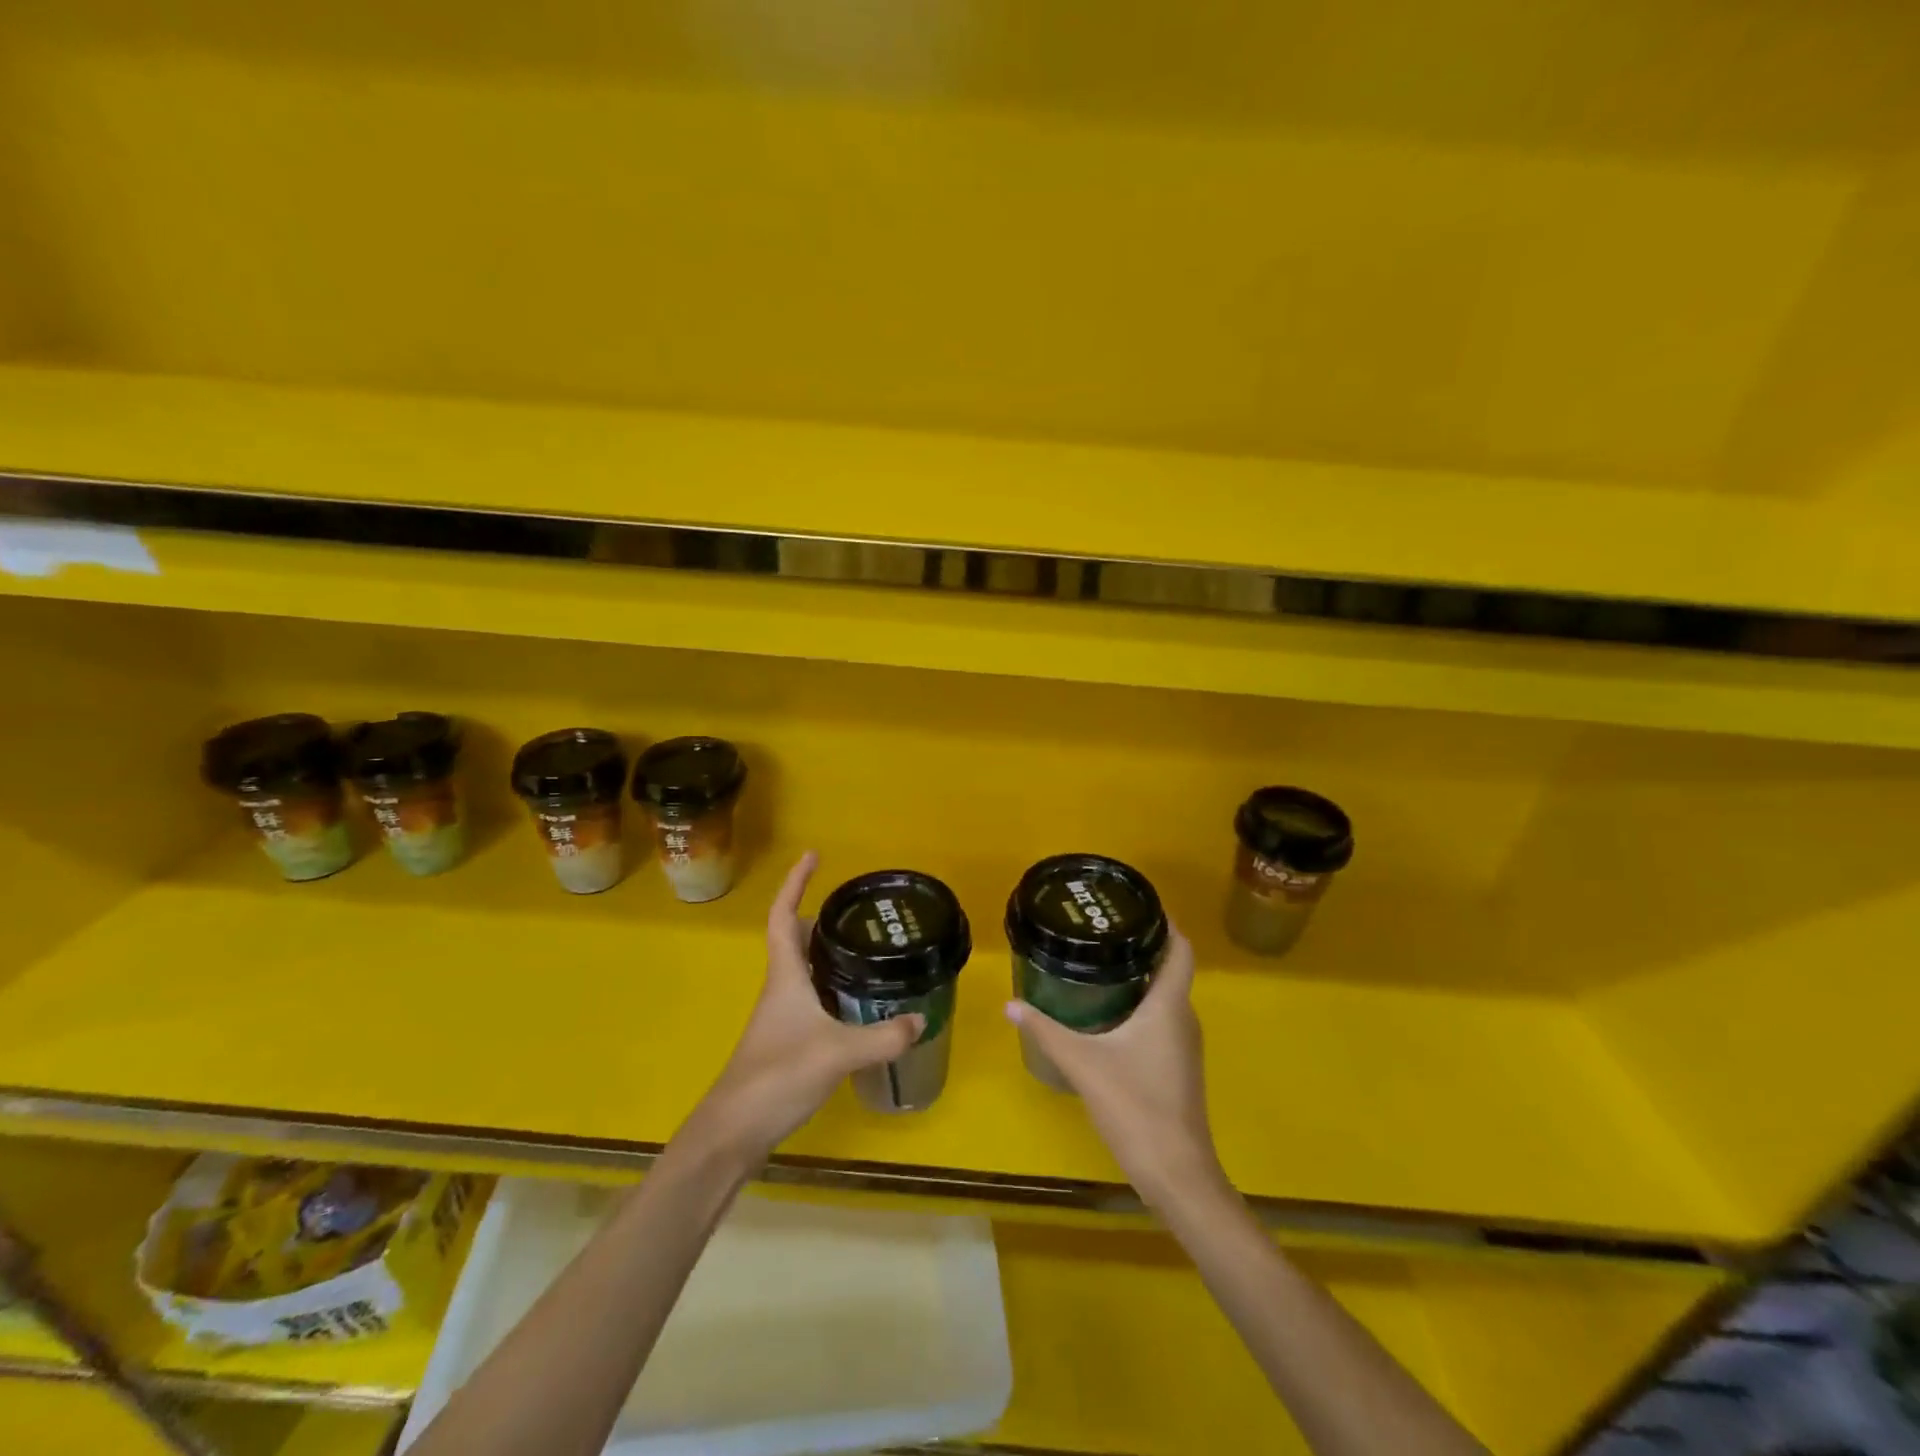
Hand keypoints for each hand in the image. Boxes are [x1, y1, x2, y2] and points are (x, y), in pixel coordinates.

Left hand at [680, 852, 922, 1166]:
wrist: (734, 1131)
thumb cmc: (778, 1076)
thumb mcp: (837, 1053)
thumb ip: (882, 1038)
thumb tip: (920, 1019)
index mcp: (785, 976)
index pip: (784, 916)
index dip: (795, 883)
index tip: (813, 855)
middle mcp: (781, 988)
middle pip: (795, 939)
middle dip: (820, 917)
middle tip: (856, 910)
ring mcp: (781, 1016)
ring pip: (805, 971)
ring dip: (827, 953)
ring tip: (865, 948)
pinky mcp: (786, 1041)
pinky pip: (812, 999)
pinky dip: (832, 988)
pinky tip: (857, 1003)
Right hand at [1005, 926, 1227, 1207]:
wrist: (1177, 1173)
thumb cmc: (1135, 1106)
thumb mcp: (1083, 1063)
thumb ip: (1046, 1030)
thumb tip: (1010, 1003)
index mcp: (1168, 1006)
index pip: (1180, 950)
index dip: (1165, 923)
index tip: (1137, 905)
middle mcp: (1183, 1018)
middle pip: (1170, 970)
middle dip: (1141, 947)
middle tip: (1102, 932)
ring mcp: (1184, 1046)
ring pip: (1165, 998)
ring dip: (1140, 979)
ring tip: (1101, 964)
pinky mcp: (1178, 1068)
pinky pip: (1162, 1021)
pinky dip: (1141, 1008)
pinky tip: (1110, 1015)